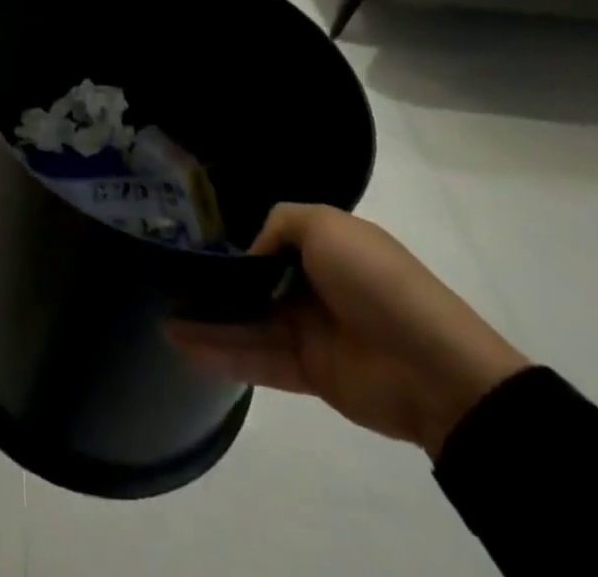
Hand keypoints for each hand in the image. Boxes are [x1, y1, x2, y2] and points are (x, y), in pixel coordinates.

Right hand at [167, 205, 529, 457]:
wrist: (434, 368)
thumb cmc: (376, 280)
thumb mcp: (325, 225)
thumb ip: (279, 224)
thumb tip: (250, 254)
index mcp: (324, 247)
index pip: (269, 241)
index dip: (233, 242)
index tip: (191, 241)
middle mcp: (313, 285)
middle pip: (253, 284)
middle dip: (212, 284)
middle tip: (166, 282)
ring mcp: (310, 330)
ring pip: (249, 322)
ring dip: (207, 321)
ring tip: (162, 318)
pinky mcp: (309, 372)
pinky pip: (258, 358)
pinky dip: (222, 352)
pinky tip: (184, 345)